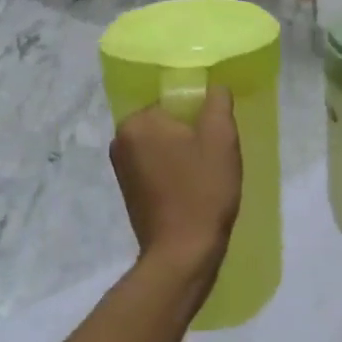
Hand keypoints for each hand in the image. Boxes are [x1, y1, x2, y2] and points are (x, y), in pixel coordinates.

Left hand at [111, 86, 241, 293]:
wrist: (183, 254)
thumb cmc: (202, 191)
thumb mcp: (221, 138)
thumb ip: (217, 102)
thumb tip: (213, 87)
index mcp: (136, 122)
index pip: (174, 100)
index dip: (201, 113)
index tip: (219, 135)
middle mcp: (120, 141)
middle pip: (167, 121)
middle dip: (192, 132)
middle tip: (217, 154)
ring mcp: (121, 168)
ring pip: (163, 144)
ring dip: (185, 152)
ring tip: (207, 173)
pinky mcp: (129, 191)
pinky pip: (157, 166)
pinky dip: (175, 170)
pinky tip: (194, 188)